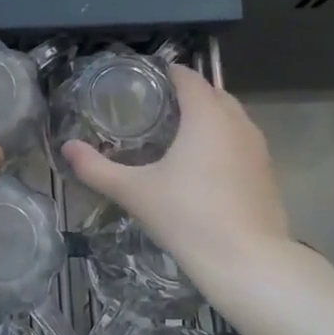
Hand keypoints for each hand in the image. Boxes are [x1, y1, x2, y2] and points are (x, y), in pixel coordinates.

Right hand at [61, 65, 294, 283]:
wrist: (246, 261)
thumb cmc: (187, 216)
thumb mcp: (134, 191)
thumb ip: (96, 168)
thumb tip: (67, 148)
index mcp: (206, 116)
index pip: (188, 77)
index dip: (167, 73)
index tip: (144, 81)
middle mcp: (237, 122)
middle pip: (213, 92)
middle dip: (188, 94)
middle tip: (156, 107)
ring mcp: (258, 148)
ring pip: (231, 117)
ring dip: (208, 117)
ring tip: (178, 134)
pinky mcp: (266, 173)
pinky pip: (242, 141)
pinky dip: (223, 141)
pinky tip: (203, 166)